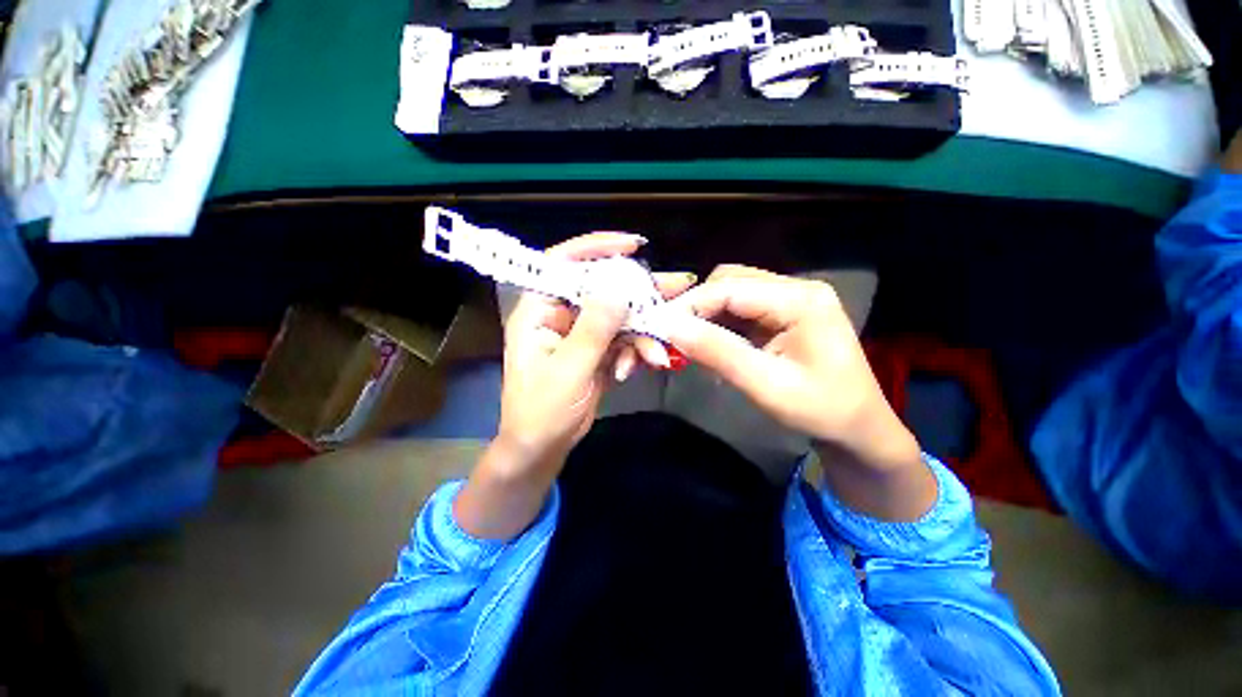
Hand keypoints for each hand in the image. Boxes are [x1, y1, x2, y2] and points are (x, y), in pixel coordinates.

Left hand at [455, 233, 693, 538]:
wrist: (542, 448)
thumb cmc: (542, 411)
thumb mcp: (569, 370)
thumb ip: (594, 329)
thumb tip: (618, 290)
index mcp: (539, 310)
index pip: (563, 263)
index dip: (596, 248)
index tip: (634, 245)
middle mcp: (560, 314)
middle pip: (602, 288)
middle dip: (638, 292)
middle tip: (677, 287)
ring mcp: (581, 332)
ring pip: (619, 315)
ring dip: (642, 331)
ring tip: (659, 353)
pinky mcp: (596, 350)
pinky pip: (623, 338)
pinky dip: (635, 351)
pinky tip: (639, 368)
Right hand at [667, 266, 935, 519]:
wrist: (859, 429)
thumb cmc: (821, 411)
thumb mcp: (767, 385)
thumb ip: (718, 352)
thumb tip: (670, 327)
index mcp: (801, 300)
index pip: (730, 288)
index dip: (690, 304)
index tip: (659, 326)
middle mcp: (796, 289)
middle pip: (730, 282)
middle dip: (697, 306)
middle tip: (673, 336)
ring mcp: (791, 300)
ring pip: (732, 293)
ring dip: (707, 314)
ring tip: (690, 342)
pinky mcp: (783, 314)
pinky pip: (741, 309)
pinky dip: (720, 324)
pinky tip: (712, 344)